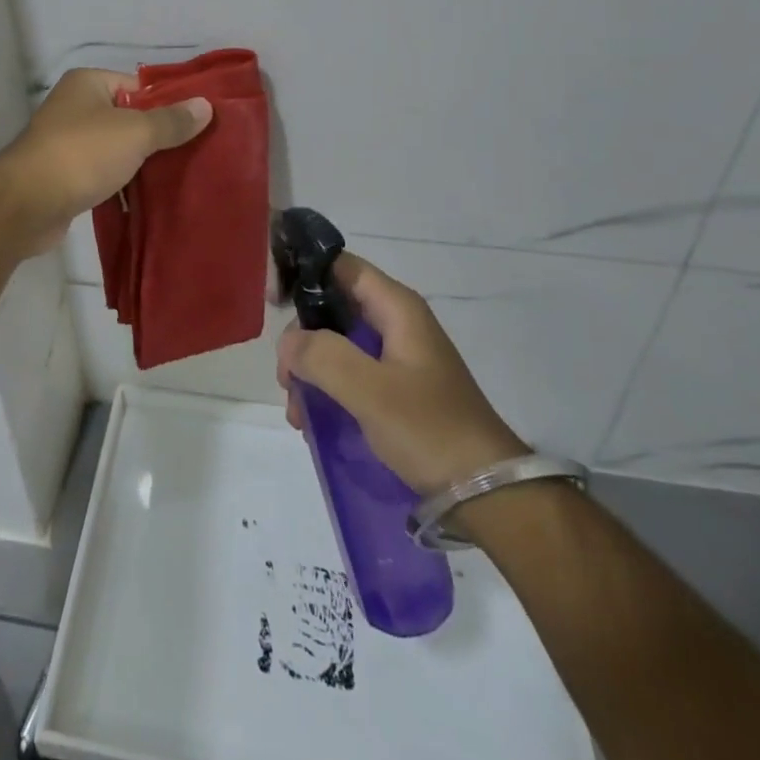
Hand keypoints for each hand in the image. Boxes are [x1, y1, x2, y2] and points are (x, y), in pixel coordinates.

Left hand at [0, 68, 212, 252]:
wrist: (27, 204)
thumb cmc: (82, 154)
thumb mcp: (135, 132)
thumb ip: (171, 121)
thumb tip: (205, 106)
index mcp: (87, 83)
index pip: (138, 86)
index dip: (167, 104)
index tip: (196, 125)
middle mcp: (75, 107)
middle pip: (128, 118)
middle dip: (157, 137)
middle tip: (194, 153)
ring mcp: (67, 143)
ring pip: (117, 149)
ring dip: (140, 163)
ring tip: (178, 177)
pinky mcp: (65, 176)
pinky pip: (103, 174)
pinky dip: (122, 184)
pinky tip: (148, 198)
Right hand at [277, 253, 528, 494]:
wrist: (488, 493)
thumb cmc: (429, 429)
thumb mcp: (370, 390)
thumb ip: (322, 356)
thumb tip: (288, 342)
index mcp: (396, 307)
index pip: (340, 265)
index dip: (303, 273)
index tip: (271, 300)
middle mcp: (396, 322)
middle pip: (333, 307)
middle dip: (302, 337)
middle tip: (285, 376)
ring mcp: (398, 356)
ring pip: (337, 344)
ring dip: (310, 370)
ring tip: (298, 411)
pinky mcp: (397, 388)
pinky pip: (350, 373)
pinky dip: (327, 390)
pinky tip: (313, 421)